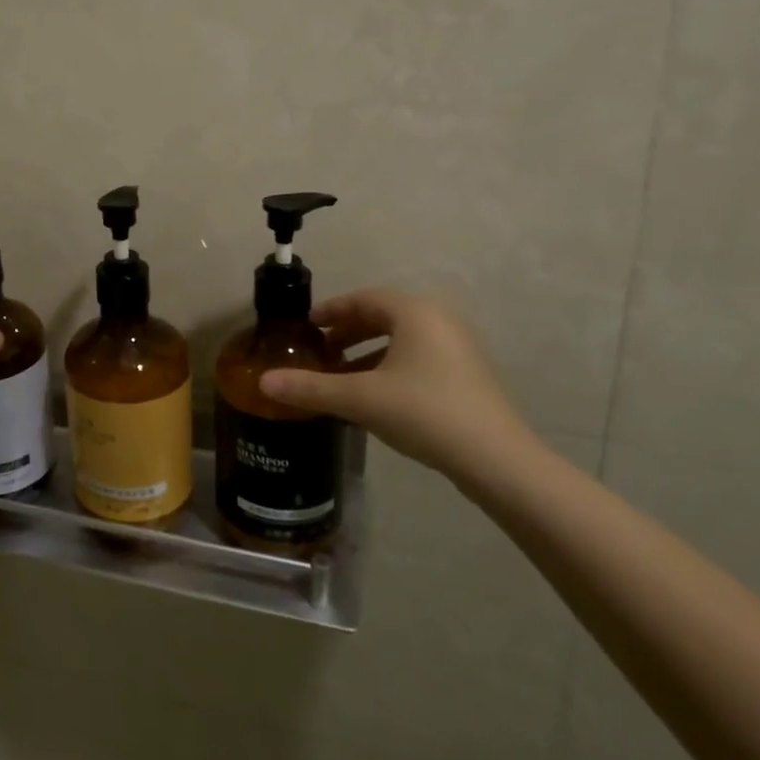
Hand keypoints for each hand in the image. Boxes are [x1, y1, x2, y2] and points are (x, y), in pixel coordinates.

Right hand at [258, 289, 535, 476]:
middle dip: (347, 332)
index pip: (364, 299)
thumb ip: (311, 388)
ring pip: (401, 340)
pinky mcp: (467, 377)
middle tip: (319, 350)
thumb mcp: (360, 398)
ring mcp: (458, 349)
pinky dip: (390, 367)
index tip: (306, 326)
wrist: (496, 460)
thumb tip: (263, 383)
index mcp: (414, 313)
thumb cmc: (424, 412)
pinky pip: (418, 358)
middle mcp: (439, 321)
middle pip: (383, 317)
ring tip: (340, 374)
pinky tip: (374, 396)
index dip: (331, 310)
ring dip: (367, 352)